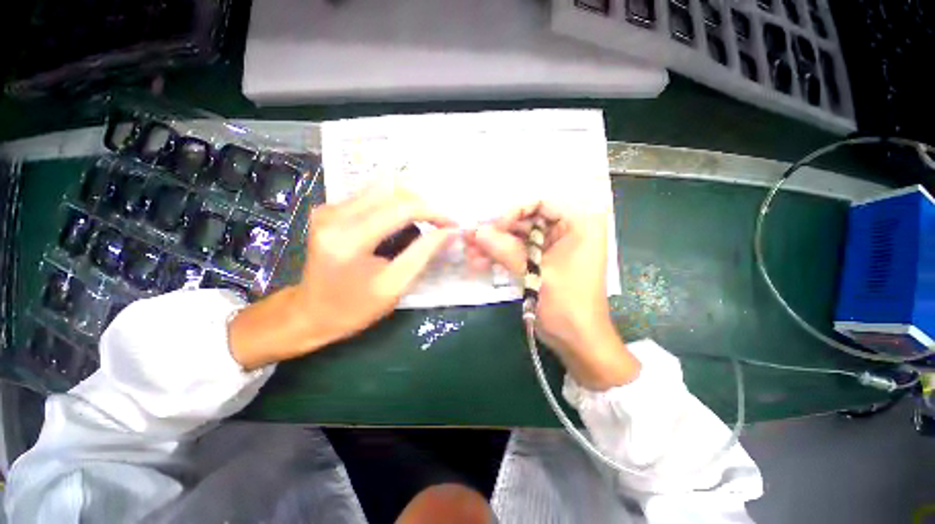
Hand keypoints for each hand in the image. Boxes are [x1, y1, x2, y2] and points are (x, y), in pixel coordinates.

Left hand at [229, 187, 456, 369]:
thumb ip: (423, 254)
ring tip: (423, 225)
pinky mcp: (330, 209)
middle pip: (392, 189)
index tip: (452, 225)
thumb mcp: (395, 286)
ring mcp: (329, 208)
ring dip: (410, 203)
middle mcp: (334, 214)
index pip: (402, 208)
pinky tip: (401, 224)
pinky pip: (371, 195)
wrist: (310, 313)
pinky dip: (394, 205)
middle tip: (439, 225)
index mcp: (349, 238)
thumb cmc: (354, 308)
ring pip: (383, 187)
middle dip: (423, 204)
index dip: (433, 213)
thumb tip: (450, 232)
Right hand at [463, 201, 639, 389]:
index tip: (493, 229)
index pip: (541, 204)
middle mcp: (566, 232)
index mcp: (578, 226)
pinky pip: (520, 254)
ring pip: (519, 239)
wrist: (579, 341)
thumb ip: (506, 250)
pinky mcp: (542, 264)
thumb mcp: (536, 274)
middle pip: (526, 222)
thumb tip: (476, 232)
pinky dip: (502, 258)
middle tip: (472, 239)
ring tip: (471, 253)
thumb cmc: (568, 305)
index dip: (514, 212)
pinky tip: (480, 262)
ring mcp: (553, 249)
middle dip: (498, 232)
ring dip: (495, 246)